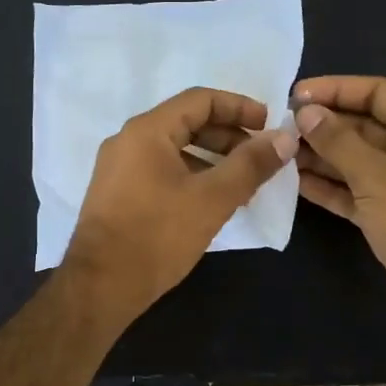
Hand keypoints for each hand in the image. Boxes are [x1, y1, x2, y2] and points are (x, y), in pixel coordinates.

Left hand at [62, 87, 297, 325]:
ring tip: (243, 186)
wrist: (100, 286)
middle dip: (228, 137)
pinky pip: (161, 172)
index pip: (200, 99)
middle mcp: (128, 142)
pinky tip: (212, 204)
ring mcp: (118, 170)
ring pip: (175, 151)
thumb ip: (251, 165)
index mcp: (147, 131)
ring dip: (212, 161)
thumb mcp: (212, 198)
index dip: (239, 107)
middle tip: (260, 159)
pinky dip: (191, 178)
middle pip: (187, 123)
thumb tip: (285, 138)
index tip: (269, 126)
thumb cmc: (158, 236)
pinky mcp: (117, 196)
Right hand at [292, 75, 385, 345]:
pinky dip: (328, 185)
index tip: (296, 94)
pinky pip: (354, 189)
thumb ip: (338, 140)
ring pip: (356, 159)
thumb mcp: (375, 174)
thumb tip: (305, 112)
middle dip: (325, 125)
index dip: (338, 89)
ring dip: (321, 155)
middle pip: (365, 126)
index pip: (379, 93)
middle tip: (281, 125)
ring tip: (280, 151)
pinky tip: (294, 181)